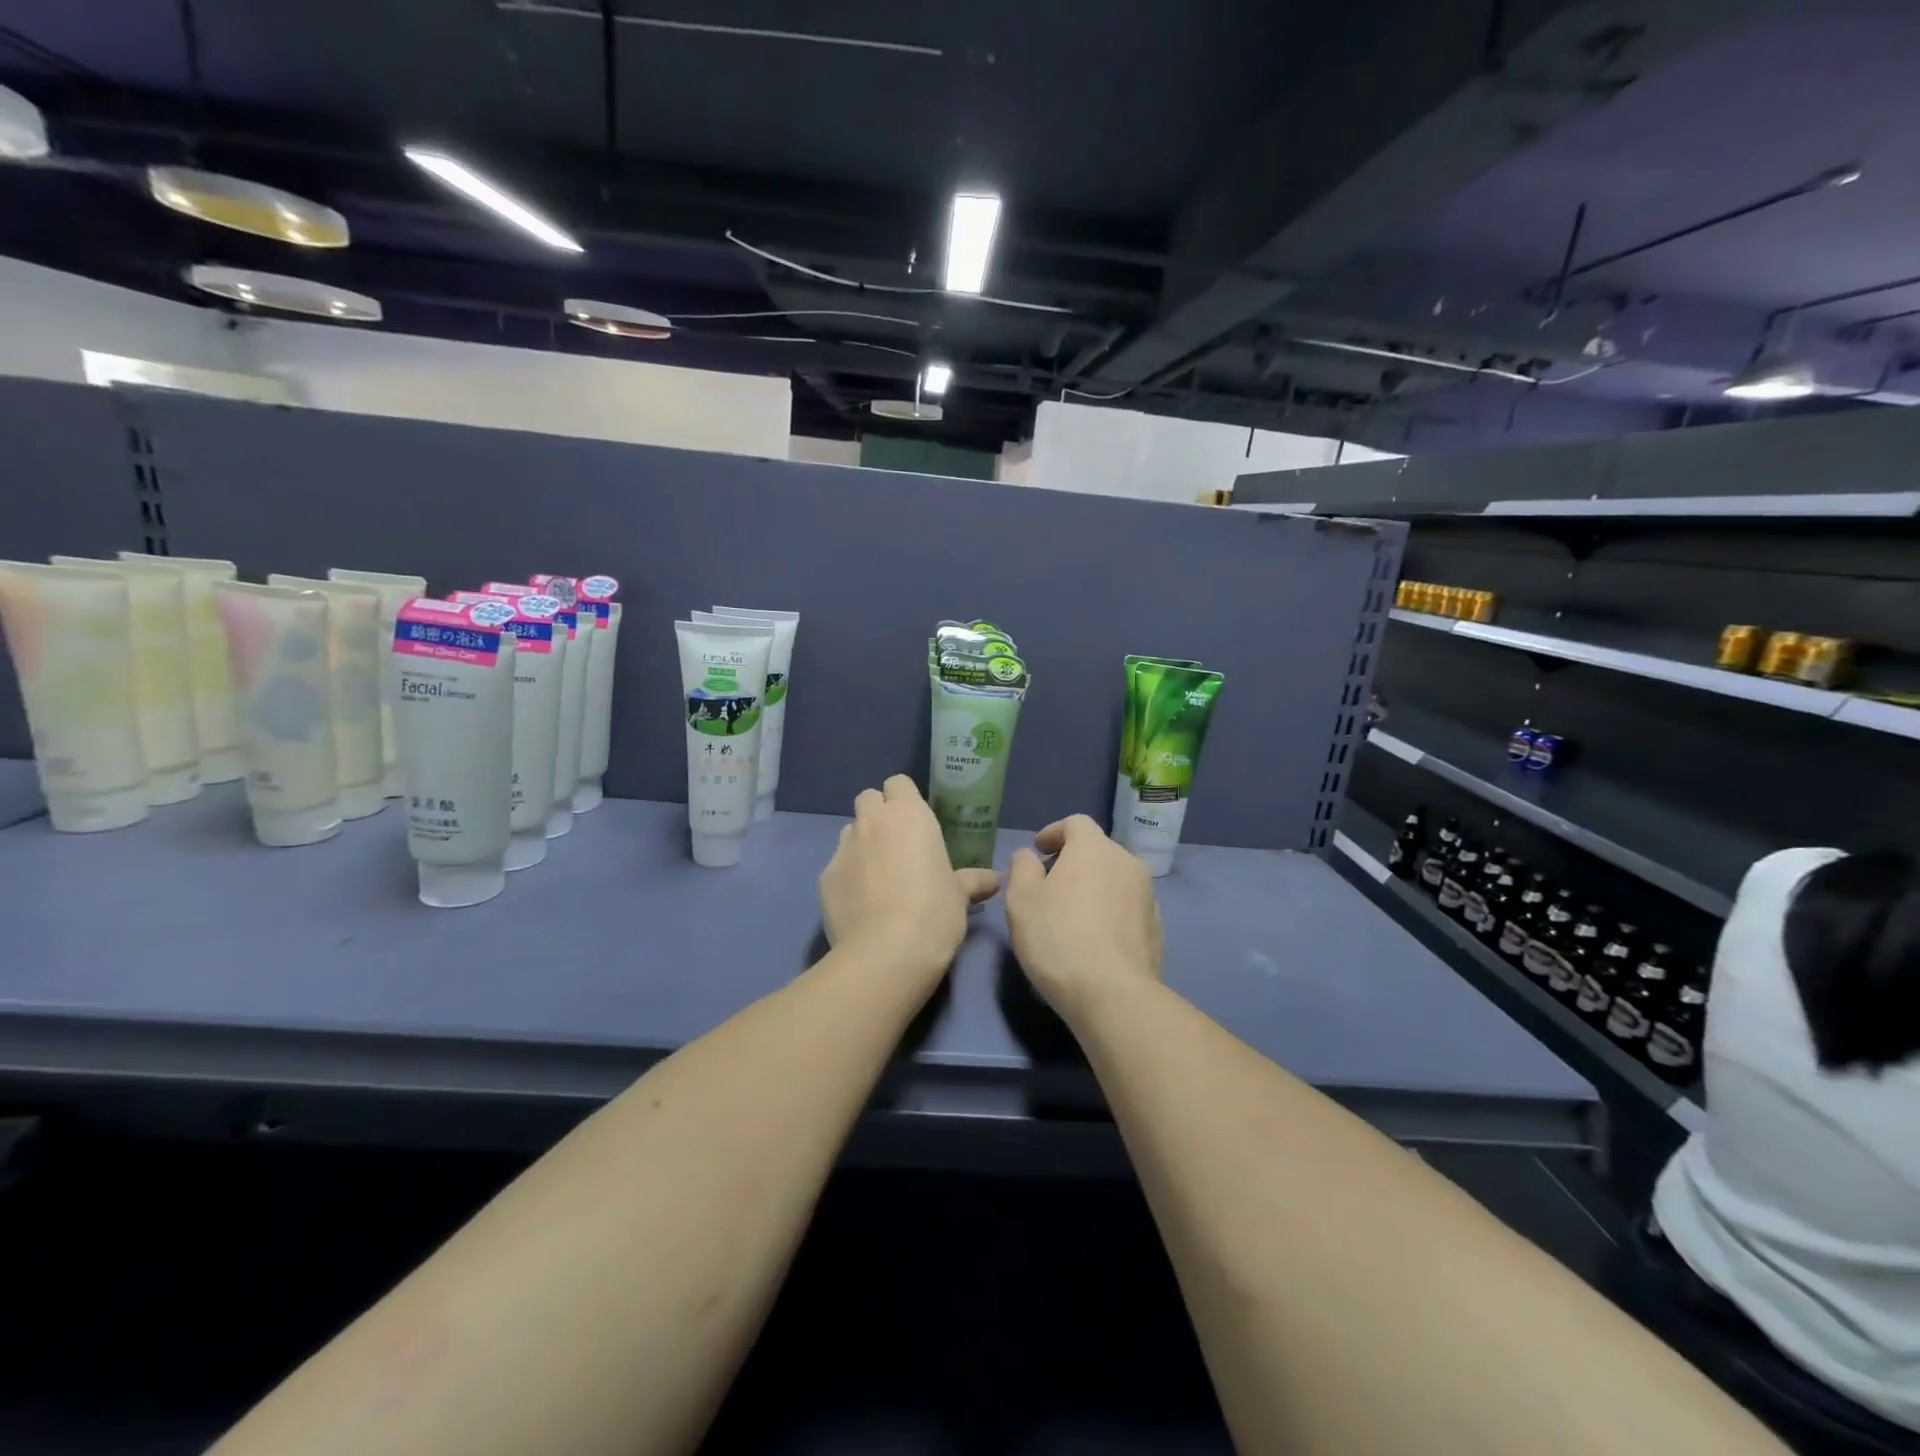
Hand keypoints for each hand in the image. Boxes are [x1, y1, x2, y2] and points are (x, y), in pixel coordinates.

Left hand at [818, 775, 1000, 984]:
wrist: (886, 953)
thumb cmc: (934, 913)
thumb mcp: (960, 896)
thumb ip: (973, 881)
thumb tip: (994, 880)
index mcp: (909, 815)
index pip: (898, 783)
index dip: (904, 799)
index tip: (916, 822)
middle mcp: (872, 822)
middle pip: (868, 798)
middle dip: (878, 814)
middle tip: (896, 843)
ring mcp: (844, 848)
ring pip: (850, 831)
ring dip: (862, 844)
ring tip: (877, 876)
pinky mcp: (824, 877)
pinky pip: (837, 865)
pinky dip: (848, 877)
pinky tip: (861, 903)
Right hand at [1006, 814, 1162, 1021]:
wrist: (1113, 994)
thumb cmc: (1058, 937)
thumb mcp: (1021, 899)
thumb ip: (1022, 867)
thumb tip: (1028, 856)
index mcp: (1094, 848)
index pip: (1075, 823)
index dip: (1054, 832)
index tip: (1038, 851)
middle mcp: (1127, 863)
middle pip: (1097, 850)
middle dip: (1072, 862)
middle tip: (1048, 886)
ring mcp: (1147, 896)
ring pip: (1114, 880)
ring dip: (1093, 888)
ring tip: (1071, 916)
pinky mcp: (1157, 928)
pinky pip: (1126, 908)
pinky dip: (1109, 913)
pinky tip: (1093, 940)